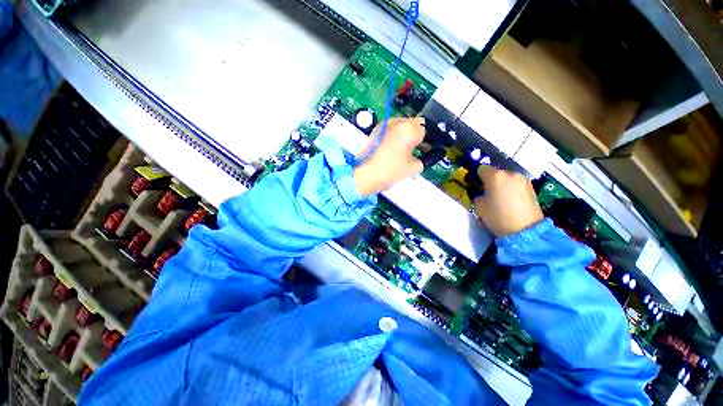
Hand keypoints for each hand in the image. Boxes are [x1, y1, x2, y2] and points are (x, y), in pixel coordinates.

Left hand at [354, 117, 425, 195]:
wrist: (364, 174)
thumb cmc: (390, 171)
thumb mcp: (413, 167)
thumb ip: (427, 158)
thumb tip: (431, 154)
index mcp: (409, 128)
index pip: (427, 130)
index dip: (431, 141)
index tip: (432, 149)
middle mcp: (398, 121)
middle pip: (416, 124)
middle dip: (421, 136)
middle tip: (423, 150)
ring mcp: (386, 124)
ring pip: (404, 125)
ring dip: (410, 135)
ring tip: (410, 151)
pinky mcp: (378, 129)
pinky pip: (394, 128)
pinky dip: (399, 135)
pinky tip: (398, 148)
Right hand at [474, 166, 543, 236]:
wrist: (525, 230)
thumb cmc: (497, 216)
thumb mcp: (479, 206)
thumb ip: (478, 195)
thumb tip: (482, 193)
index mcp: (495, 176)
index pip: (481, 169)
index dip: (476, 176)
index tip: (475, 185)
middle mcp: (510, 173)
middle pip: (496, 172)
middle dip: (490, 180)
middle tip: (488, 193)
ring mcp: (523, 180)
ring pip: (507, 178)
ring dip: (502, 184)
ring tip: (500, 198)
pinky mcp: (531, 187)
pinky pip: (516, 184)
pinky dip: (511, 189)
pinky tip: (510, 201)